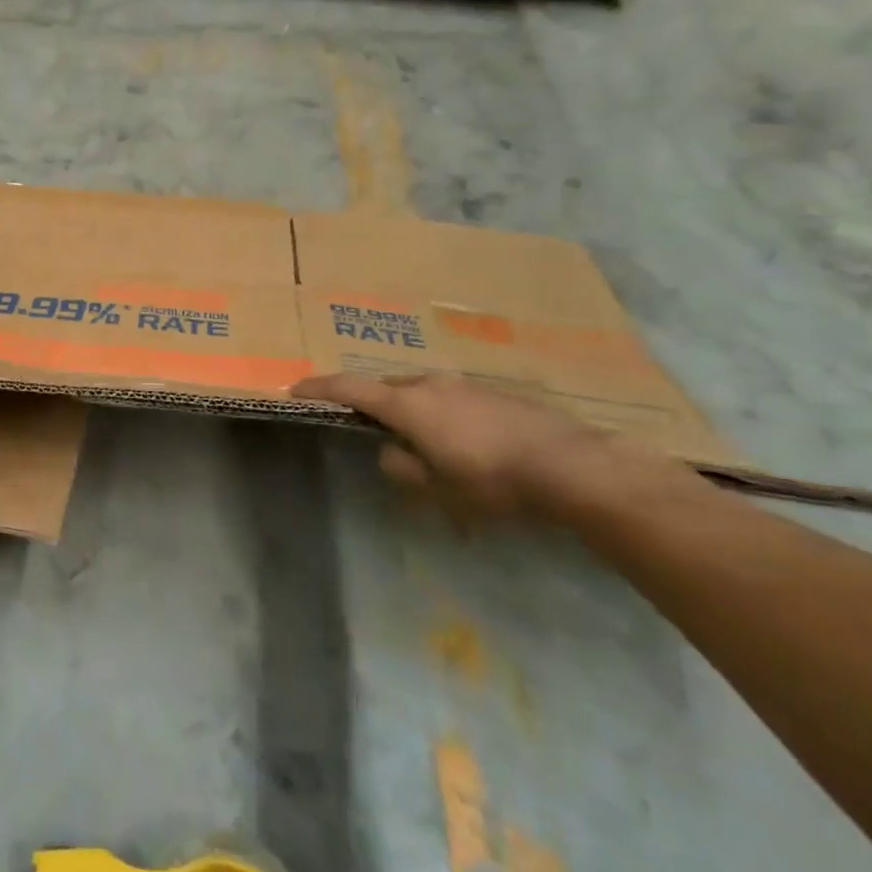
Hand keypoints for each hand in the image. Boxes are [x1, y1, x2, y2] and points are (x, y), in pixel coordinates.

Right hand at [290, 371, 682, 522]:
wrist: (574, 466)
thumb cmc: (493, 480)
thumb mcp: (437, 487)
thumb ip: (402, 467)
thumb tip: (391, 452)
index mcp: (408, 403)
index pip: (350, 387)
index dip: (320, 387)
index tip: (296, 388)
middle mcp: (432, 384)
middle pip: (387, 386)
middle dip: (371, 402)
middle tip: (367, 426)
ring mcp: (467, 384)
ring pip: (422, 391)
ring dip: (410, 409)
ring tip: (420, 439)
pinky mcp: (497, 393)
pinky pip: (452, 398)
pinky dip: (441, 414)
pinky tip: (463, 441)